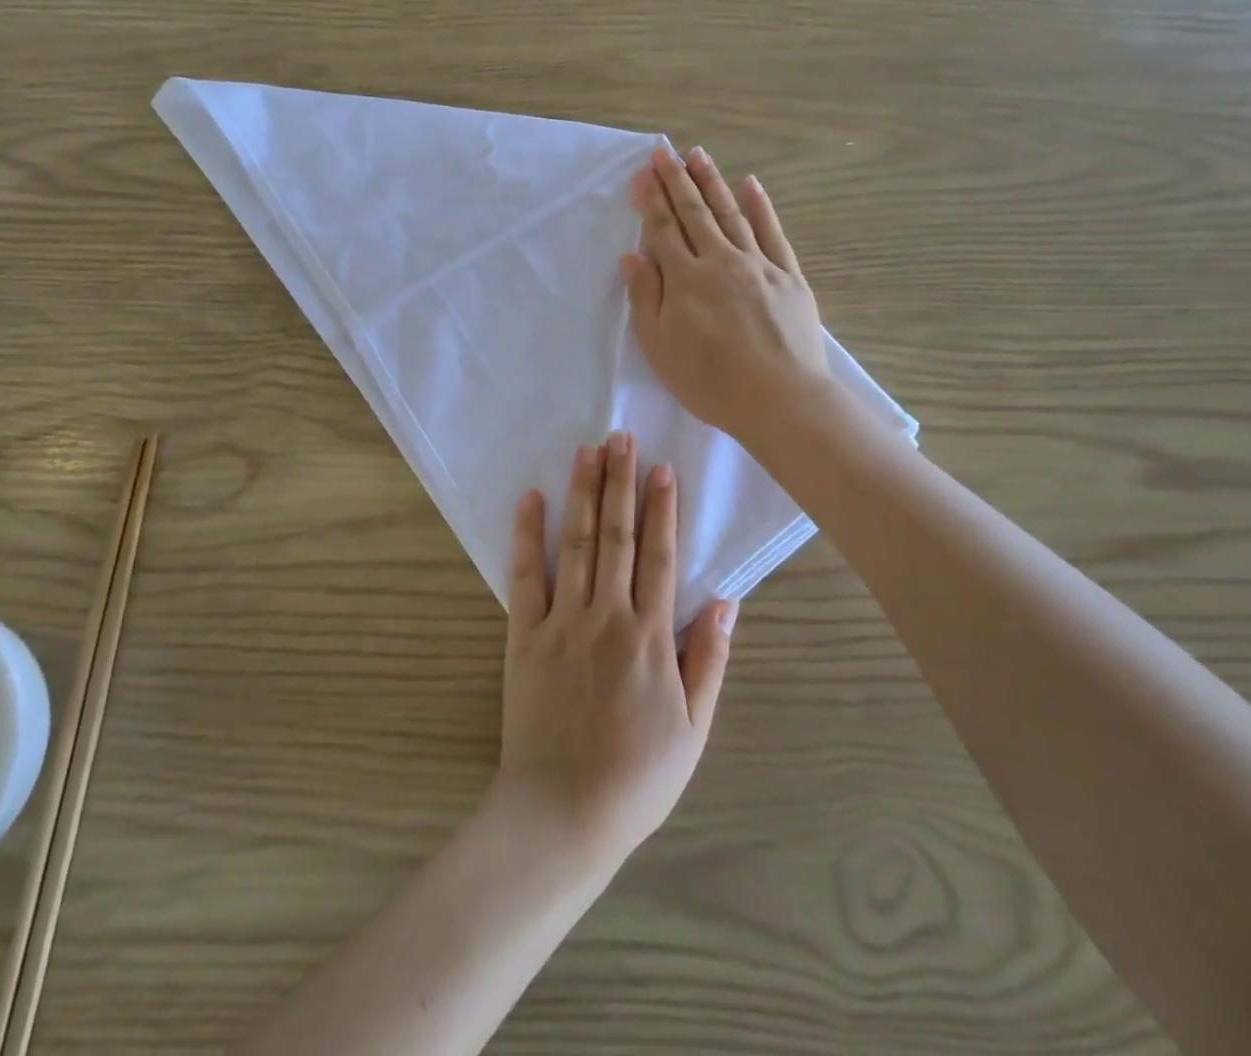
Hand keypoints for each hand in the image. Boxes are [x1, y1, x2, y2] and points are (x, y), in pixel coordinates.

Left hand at [494, 434, 734, 871]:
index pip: (659, 556)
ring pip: (575, 544)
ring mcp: (561, 622)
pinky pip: (525, 576)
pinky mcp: (523, 635)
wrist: (562, 814)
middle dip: (620, 482)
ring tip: (587, 450)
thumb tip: (727, 600)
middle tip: (622, 436)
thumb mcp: (693, 729)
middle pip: (615, 536)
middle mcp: (606, 616)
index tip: (662, 467)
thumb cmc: (637, 776)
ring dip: (582, 493)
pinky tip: (530, 498)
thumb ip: (708, 660)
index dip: (662, 508)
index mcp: (650, 637)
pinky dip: (527, 535)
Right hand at [621, 146, 832, 446]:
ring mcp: (759, 265)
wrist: (780, 399)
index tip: (642, 173)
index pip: (663, 230)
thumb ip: (645, 297)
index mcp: (686, 279)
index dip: (650, 200)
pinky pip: (773, 233)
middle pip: (695, 213)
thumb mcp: (660, 347)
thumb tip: (632, 255)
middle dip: (677, 181)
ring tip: (698, 156)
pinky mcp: (789, 277)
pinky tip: (751, 185)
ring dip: (713, 183)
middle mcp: (721, 261)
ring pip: (731, 214)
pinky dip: (761, 207)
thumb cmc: (710, 381)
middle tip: (665, 151)